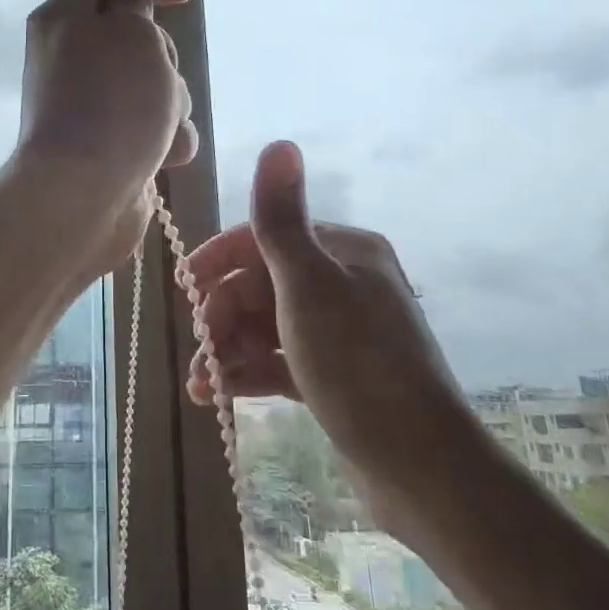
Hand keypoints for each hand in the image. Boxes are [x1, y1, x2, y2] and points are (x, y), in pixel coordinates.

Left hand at [12, 0, 198, 272]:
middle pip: (136, 36)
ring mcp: (90, 104)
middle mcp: (71, 57)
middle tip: (160, 74)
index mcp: (65, 18)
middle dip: (165, 56)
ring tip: (161, 126)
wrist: (83, 195)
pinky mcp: (108, 143)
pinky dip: (165, 138)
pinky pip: (152, 126)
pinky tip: (165, 156)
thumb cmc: (112, 102)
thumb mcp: (131, 32)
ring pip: (152, 84)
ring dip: (171, 102)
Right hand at [185, 141, 477, 508]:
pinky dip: (248, 372)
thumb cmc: (357, 364)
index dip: (221, 259)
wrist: (421, 468)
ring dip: (228, 349)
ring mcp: (340, 333)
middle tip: (202, 348)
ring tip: (203, 384)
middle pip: (262, 284)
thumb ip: (281, 218)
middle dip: (223, 314)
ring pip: (266, 326)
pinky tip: (219, 394)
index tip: (186, 287)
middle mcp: (344, 284)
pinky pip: (278, 360)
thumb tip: (280, 142)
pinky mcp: (334, 376)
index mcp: (344, 252)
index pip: (267, 236)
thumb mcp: (309, 285)